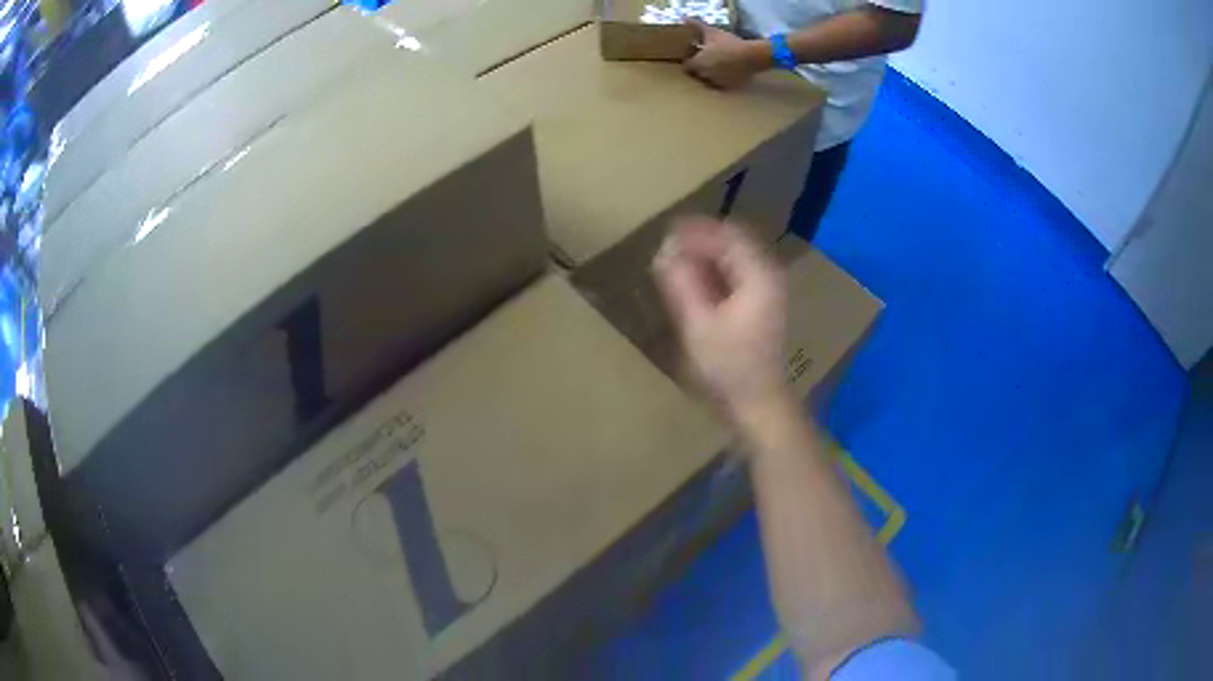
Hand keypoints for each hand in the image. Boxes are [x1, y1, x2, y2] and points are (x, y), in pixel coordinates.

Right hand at [653, 217, 788, 418]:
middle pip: (733, 240)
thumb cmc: (729, 366)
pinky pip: (737, 270)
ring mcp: (768, 287)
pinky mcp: (762, 300)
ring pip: (734, 254)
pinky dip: (714, 268)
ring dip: (706, 253)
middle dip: (699, 240)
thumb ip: (680, 283)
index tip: (665, 234)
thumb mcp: (698, 324)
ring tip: (675, 260)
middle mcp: (768, 273)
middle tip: (667, 246)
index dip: (695, 230)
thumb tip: (663, 251)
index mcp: (759, 274)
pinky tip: (693, 278)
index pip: (727, 234)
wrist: (758, 400)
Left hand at [684, 19, 769, 88]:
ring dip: (711, 74)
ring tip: (718, 64)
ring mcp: (717, 82)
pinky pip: (721, 84)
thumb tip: (684, 18)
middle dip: (699, 67)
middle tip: (706, 58)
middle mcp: (705, 75)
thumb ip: (697, 26)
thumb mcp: (712, 32)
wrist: (751, 56)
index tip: (694, 55)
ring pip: (709, 80)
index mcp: (698, 63)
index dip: (690, 60)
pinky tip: (728, 71)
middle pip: (697, 74)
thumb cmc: (729, 43)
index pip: (687, 66)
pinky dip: (722, 79)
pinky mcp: (729, 87)